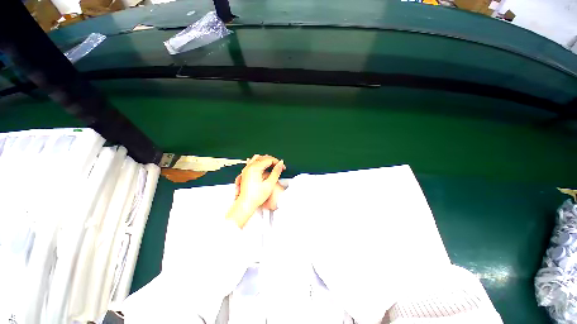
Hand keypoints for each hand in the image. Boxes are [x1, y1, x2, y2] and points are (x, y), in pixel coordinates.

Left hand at [226, 155, 284, 227]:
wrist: (246, 203)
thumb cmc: (255, 196)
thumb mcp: (270, 184)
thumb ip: (276, 172)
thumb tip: (280, 164)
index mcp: (255, 168)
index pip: (268, 159)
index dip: (277, 162)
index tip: (282, 166)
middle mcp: (249, 167)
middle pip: (263, 157)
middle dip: (272, 160)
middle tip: (279, 166)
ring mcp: (246, 169)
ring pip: (257, 158)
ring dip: (266, 160)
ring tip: (272, 166)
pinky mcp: (245, 173)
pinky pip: (252, 162)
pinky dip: (260, 163)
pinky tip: (263, 167)